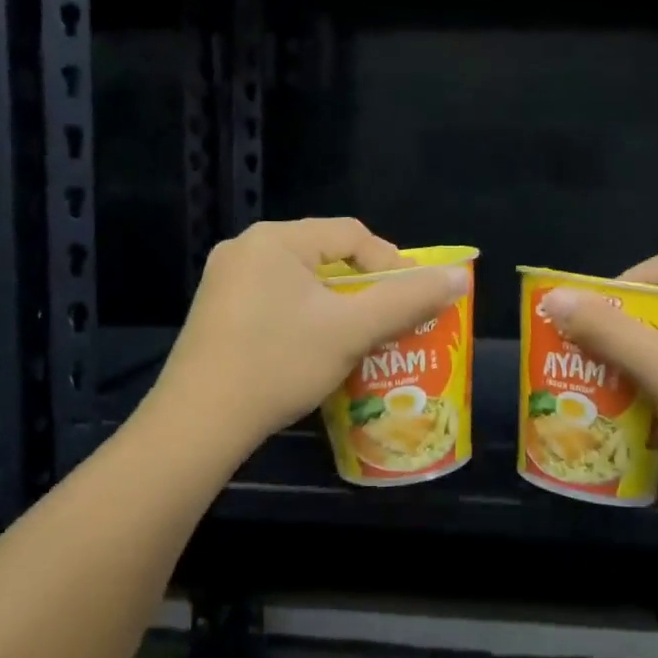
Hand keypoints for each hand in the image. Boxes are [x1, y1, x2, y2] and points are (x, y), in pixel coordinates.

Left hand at [154, 218, 468, 448]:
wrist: (198, 423)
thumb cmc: (279, 364)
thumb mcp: (351, 331)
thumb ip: (408, 300)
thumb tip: (458, 278)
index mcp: (275, 239)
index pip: (351, 234)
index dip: (391, 263)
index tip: (413, 299)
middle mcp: (245, 248)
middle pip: (324, 255)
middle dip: (363, 286)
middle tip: (389, 318)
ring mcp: (224, 281)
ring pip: (299, 280)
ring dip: (336, 304)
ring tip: (360, 335)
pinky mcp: (216, 312)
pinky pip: (274, 299)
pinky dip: (304, 316)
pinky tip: (314, 347)